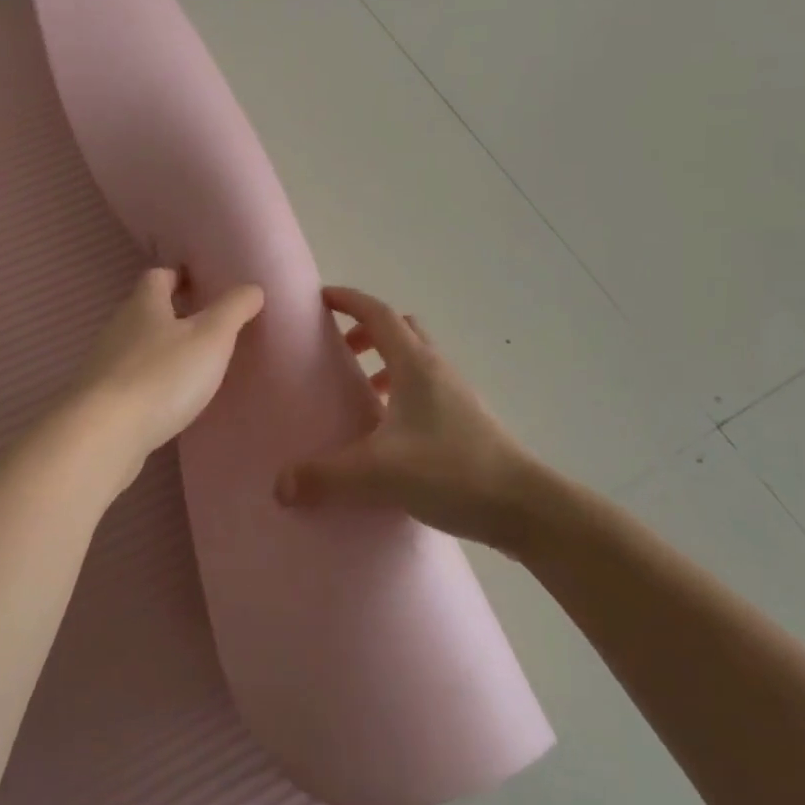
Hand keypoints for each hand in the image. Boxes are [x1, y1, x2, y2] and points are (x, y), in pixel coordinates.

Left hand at [67, 267, 265, 472]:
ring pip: (138, 345)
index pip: (159, 275)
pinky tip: (169, 398)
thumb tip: (253, 287)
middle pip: (146, 310)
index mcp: (144, 304)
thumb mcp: (211, 337)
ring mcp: (106, 364)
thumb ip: (234, 309)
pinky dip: (151, 380)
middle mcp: (119, 327)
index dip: (179, 276)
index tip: (202, 284)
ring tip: (193, 363)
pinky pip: (131, 378)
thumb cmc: (162, 376)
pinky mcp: (102, 399)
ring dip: (162, 349)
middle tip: (207, 324)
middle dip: (173, 313)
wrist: (105, 435)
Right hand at [275, 286, 550, 553]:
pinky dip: (402, 395)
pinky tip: (389, 434)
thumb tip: (280, 484)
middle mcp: (437, 370)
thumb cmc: (452, 471)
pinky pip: (427, 391)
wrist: (524, 507)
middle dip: (367, 332)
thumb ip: (326, 476)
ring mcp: (456, 396)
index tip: (321, 298)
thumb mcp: (379, 473)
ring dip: (387, 365)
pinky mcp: (466, 423)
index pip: (378, 313)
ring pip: (416, 361)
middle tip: (340, 351)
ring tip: (360, 393)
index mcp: (416, 364)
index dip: (349, 300)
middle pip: (401, 331)